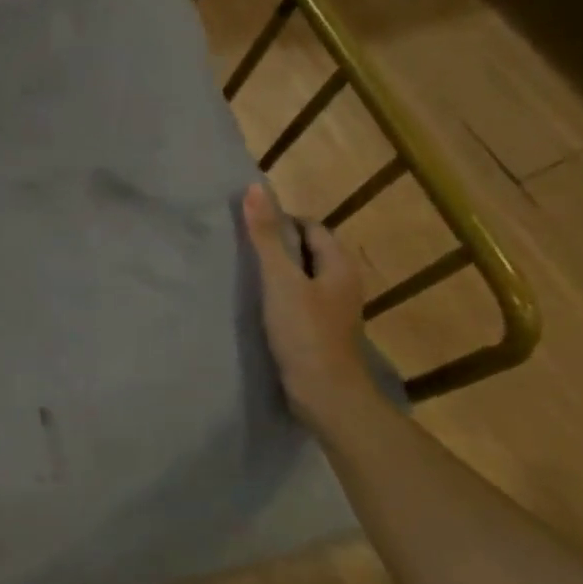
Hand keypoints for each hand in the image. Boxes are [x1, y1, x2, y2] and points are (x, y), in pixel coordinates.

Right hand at [243, 183, 383, 431]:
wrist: (325, 395)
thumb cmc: (304, 333)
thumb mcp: (280, 280)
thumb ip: (265, 237)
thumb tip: (254, 188)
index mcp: (339, 266)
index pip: (311, 227)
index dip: (281, 220)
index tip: (247, 225)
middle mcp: (342, 283)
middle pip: (308, 250)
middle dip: (277, 244)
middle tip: (240, 247)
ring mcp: (333, 310)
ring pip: (302, 277)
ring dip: (277, 271)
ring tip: (243, 272)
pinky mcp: (320, 331)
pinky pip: (299, 299)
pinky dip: (279, 294)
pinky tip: (257, 303)